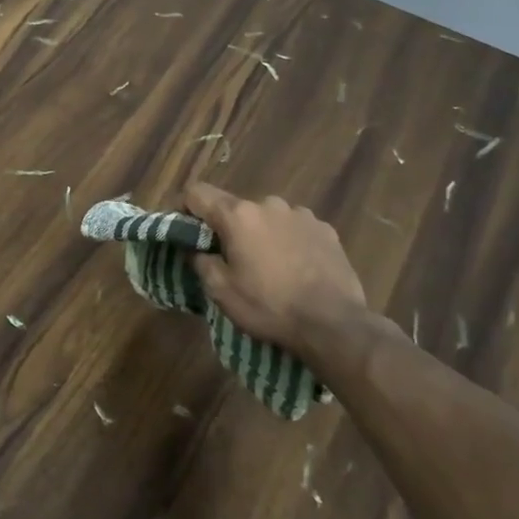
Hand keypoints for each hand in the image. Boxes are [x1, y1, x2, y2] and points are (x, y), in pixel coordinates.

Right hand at [185, 182, 368, 347]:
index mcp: (237, 215)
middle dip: (227, 226)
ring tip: (267, 264)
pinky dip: (288, 240)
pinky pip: (295, 227)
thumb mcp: (221, 291)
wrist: (335, 325)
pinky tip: (295, 267)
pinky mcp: (325, 229)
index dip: (183, 206)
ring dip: (259, 232)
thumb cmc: (270, 306)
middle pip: (235, 207)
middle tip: (229, 257)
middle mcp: (268, 204)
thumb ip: (201, 262)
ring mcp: (300, 214)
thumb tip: (197, 249)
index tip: (183, 227)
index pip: (197, 193)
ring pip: (267, 216)